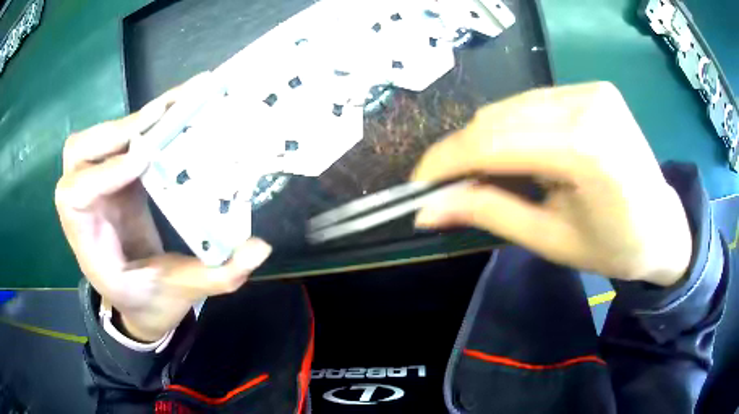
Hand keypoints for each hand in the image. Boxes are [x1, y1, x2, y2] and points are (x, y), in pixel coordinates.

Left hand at [56, 80, 271, 341]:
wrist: (138, 301)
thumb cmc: (150, 301)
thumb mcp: (181, 293)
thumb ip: (217, 276)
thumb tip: (261, 249)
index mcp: (88, 244)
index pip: (75, 197)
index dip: (104, 173)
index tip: (144, 159)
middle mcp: (84, 209)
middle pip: (77, 154)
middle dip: (114, 133)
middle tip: (157, 120)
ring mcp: (99, 188)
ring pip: (95, 140)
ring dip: (127, 122)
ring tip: (169, 108)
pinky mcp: (116, 178)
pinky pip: (120, 142)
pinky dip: (143, 124)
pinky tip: (172, 112)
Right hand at [412, 82, 691, 285]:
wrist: (663, 227)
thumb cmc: (615, 247)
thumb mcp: (551, 241)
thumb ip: (489, 214)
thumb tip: (426, 209)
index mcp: (585, 148)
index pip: (494, 141)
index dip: (446, 161)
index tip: (418, 184)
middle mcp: (586, 104)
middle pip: (499, 117)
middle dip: (464, 152)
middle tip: (450, 187)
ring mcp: (590, 89)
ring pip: (513, 106)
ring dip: (488, 140)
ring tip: (486, 175)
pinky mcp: (591, 88)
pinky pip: (534, 102)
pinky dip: (514, 128)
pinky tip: (520, 154)